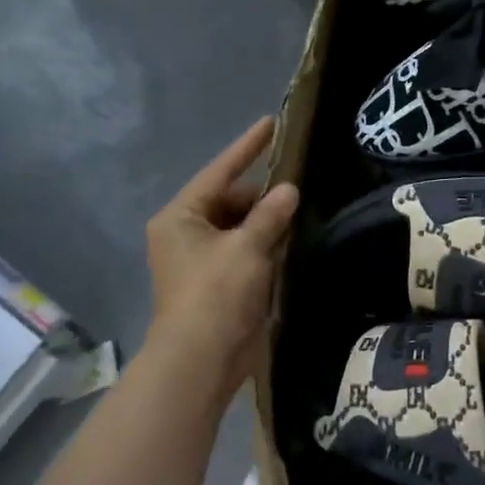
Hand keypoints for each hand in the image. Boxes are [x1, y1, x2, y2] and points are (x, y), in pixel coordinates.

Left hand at [145, 117, 298, 379]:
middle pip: (231, 200)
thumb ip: (270, 214)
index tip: (271, 123)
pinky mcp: (218, 281)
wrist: (201, 360)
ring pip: (240, 226)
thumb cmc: (216, 294)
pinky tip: (293, 237)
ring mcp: (201, 259)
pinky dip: (265, 244)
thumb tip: (288, 190)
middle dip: (264, 195)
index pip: (220, 172)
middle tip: (301, 185)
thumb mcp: (247, 248)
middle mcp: (186, 232)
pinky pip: (244, 250)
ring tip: (303, 208)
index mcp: (181, 217)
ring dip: (267, 221)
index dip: (247, 147)